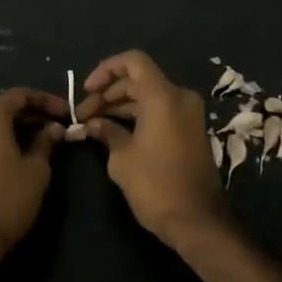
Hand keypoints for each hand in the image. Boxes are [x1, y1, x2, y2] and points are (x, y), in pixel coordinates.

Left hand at [0, 87, 65, 260]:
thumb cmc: (8, 200)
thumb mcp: (37, 170)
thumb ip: (45, 142)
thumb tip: (53, 128)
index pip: (19, 95)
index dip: (45, 100)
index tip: (65, 113)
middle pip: (1, 112)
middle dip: (28, 118)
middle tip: (52, 131)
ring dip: (10, 136)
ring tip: (32, 151)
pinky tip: (7, 170)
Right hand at [78, 51, 226, 245]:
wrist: (197, 220)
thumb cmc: (156, 185)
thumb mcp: (122, 158)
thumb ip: (106, 131)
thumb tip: (92, 123)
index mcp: (163, 96)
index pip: (134, 61)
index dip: (106, 69)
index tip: (87, 90)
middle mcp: (180, 97)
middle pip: (139, 80)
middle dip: (109, 93)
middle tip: (84, 116)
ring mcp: (188, 113)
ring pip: (149, 96)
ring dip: (121, 106)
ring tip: (94, 125)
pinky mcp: (190, 129)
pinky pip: (160, 111)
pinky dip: (138, 116)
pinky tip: (115, 132)